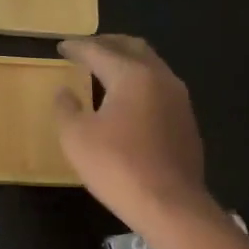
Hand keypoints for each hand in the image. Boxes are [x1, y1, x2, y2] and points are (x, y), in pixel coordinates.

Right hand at [54, 35, 209, 230]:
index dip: (77, 47)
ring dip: (127, 61)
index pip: (99, 51)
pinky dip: (140, 82)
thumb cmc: (117, 166)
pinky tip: (129, 100)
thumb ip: (66, 108)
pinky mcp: (187, 121)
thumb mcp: (76, 137)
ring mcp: (179, 99)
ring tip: (106, 70)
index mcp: (131, 75)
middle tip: (87, 48)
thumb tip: (65, 91)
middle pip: (133, 48)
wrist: (170, 205)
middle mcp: (160, 78)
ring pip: (151, 66)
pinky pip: (160, 88)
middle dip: (108, 44)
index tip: (61, 47)